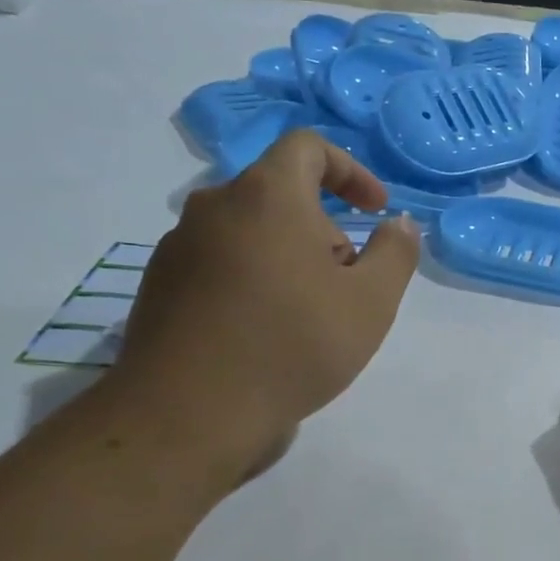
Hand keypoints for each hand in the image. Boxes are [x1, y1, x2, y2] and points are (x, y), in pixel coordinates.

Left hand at [110, 131, 420, 479]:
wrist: (191, 413)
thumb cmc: (295, 345)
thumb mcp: (372, 302)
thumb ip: (395, 253)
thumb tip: (398, 224)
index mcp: (266, 196)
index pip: (307, 147)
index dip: (351, 170)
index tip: (375, 211)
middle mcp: (215, 207)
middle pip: (280, 194)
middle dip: (325, 227)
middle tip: (350, 281)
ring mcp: (180, 247)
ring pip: (250, 231)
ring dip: (290, 256)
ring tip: (312, 314)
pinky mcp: (161, 285)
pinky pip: (221, 263)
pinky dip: (255, 279)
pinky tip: (268, 331)